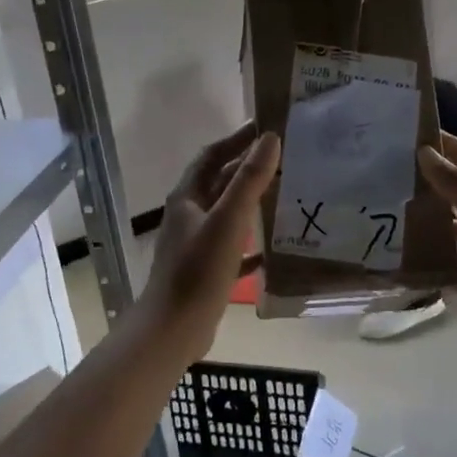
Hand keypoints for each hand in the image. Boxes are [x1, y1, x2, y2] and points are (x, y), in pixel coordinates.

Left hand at [136, 123, 280, 364]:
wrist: (173, 329)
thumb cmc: (198, 272)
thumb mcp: (228, 221)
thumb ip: (249, 180)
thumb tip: (269, 139)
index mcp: (187, 199)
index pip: (211, 156)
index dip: (236, 140)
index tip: (264, 127)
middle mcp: (188, 216)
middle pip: (218, 183)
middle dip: (246, 168)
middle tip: (282, 158)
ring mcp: (195, 245)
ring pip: (226, 214)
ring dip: (250, 202)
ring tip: (282, 194)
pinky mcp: (205, 271)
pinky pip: (232, 249)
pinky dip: (250, 244)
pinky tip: (272, 249)